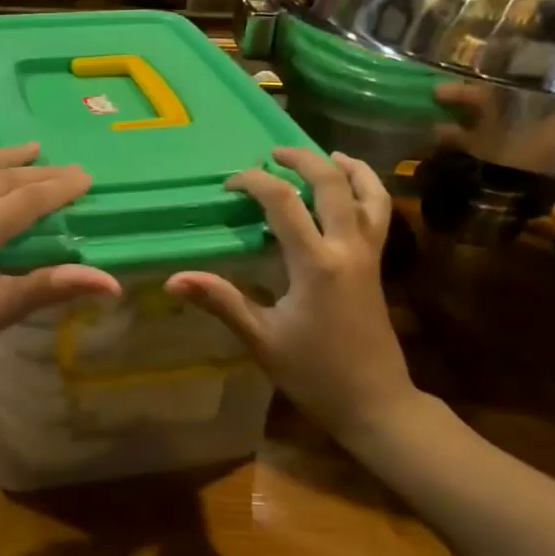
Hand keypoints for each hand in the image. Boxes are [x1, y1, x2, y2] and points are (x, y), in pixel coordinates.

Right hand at [165, 147, 415, 438]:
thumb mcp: (262, 339)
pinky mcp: (379, 266)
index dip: (255, 182)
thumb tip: (174, 279)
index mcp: (316, 264)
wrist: (375, 402)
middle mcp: (348, 248)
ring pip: (370, 194)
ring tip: (326, 155)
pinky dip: (368, 191)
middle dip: (303, 160)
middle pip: (332, 184)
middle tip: (274, 153)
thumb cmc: (315, 373)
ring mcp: (370, 255)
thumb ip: (221, 301)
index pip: (283, 202)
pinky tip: (352, 191)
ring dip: (348, 168)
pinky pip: (380, 214)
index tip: (230, 184)